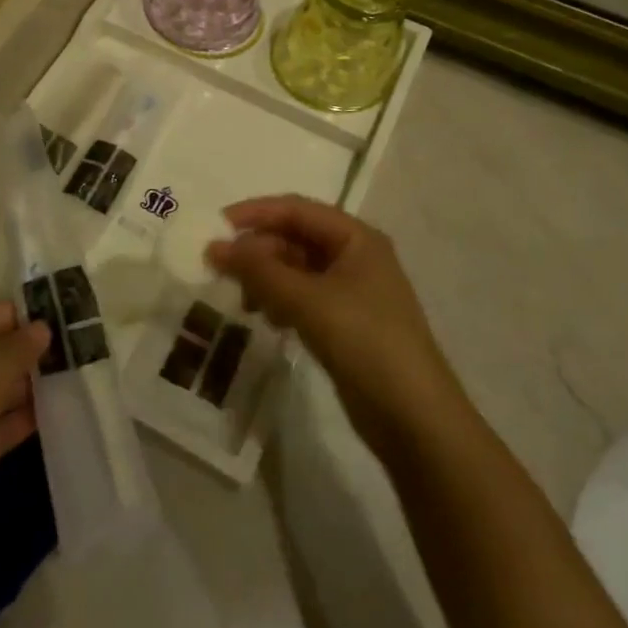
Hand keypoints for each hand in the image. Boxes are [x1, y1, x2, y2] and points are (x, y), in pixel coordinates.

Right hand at [206, 197, 459, 453]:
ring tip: (244, 302)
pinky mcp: (345, 321)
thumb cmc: (365, 342)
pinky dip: (279, 300)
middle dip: (258, 251)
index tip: (215, 227)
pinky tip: (266, 319)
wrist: (414, 418)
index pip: (296, 209)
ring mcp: (352, 290)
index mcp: (356, 238)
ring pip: (296, 269)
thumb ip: (258, 270)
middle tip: (221, 271)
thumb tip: (213, 246)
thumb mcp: (307, 300)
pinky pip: (302, 296)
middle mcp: (355, 256)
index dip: (255, 213)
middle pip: (295, 238)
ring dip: (266, 278)